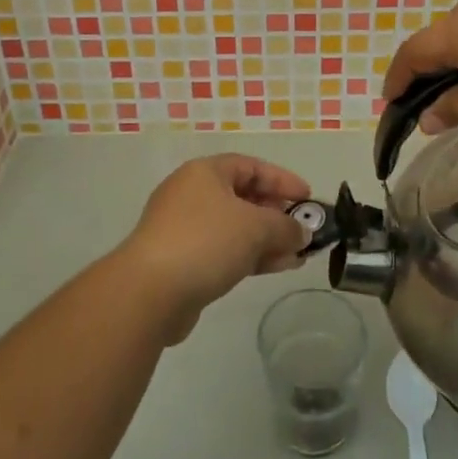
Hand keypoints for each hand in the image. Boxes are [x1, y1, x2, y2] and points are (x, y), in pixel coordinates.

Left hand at [117, 154, 311, 342]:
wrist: (149, 292)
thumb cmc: (205, 242)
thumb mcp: (256, 227)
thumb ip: (285, 226)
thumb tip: (302, 233)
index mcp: (205, 172)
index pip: (251, 166)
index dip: (282, 180)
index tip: (308, 198)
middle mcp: (192, 194)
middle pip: (243, 196)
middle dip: (276, 213)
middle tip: (303, 229)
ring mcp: (184, 228)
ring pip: (235, 227)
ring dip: (267, 239)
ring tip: (298, 255)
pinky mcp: (182, 261)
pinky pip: (224, 250)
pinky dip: (250, 255)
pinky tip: (277, 267)